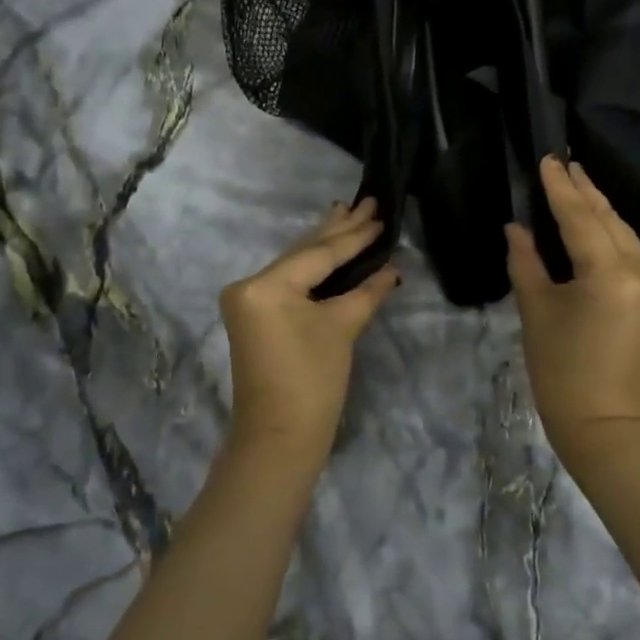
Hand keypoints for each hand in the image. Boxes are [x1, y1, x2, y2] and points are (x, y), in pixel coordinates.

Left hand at [219, 198, 401, 452]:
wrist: (280, 438)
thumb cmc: (312, 382)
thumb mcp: (342, 329)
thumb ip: (366, 292)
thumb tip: (391, 269)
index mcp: (266, 285)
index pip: (319, 254)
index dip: (354, 236)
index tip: (379, 213)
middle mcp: (249, 284)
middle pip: (303, 252)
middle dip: (338, 229)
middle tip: (367, 201)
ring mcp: (247, 300)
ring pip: (295, 264)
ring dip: (325, 243)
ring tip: (348, 213)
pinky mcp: (254, 314)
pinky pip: (288, 280)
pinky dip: (313, 267)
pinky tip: (329, 247)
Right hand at [506, 157, 639, 464]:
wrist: (607, 425)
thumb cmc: (561, 371)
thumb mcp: (536, 311)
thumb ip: (526, 262)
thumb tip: (517, 228)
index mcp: (610, 273)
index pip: (580, 217)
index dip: (560, 188)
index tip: (547, 158)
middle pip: (609, 219)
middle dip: (584, 191)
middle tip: (561, 162)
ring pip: (624, 233)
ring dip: (598, 210)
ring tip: (575, 182)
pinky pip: (632, 252)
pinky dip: (610, 234)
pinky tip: (593, 221)